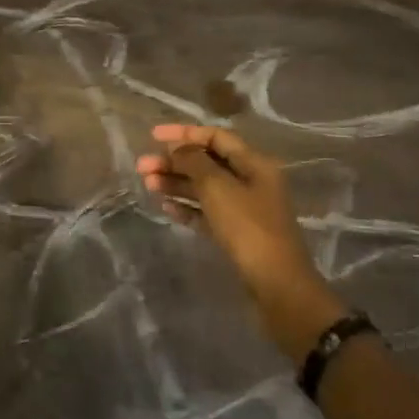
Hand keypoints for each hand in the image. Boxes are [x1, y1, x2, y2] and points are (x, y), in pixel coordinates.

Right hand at [136, 124, 342, 347]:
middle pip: (207, 163)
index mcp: (254, 164)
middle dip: (174, 162)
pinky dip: (186, 207)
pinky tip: (165, 207)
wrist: (276, 285)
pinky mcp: (236, 234)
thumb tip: (178, 148)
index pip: (216, 137)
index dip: (184, 133)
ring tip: (148, 185)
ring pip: (204, 188)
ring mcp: (244, 209)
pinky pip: (206, 212)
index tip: (153, 135)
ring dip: (176, 183)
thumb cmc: (248, 228)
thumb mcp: (217, 188)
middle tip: (142, 167)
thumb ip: (194, 162)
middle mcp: (251, 182)